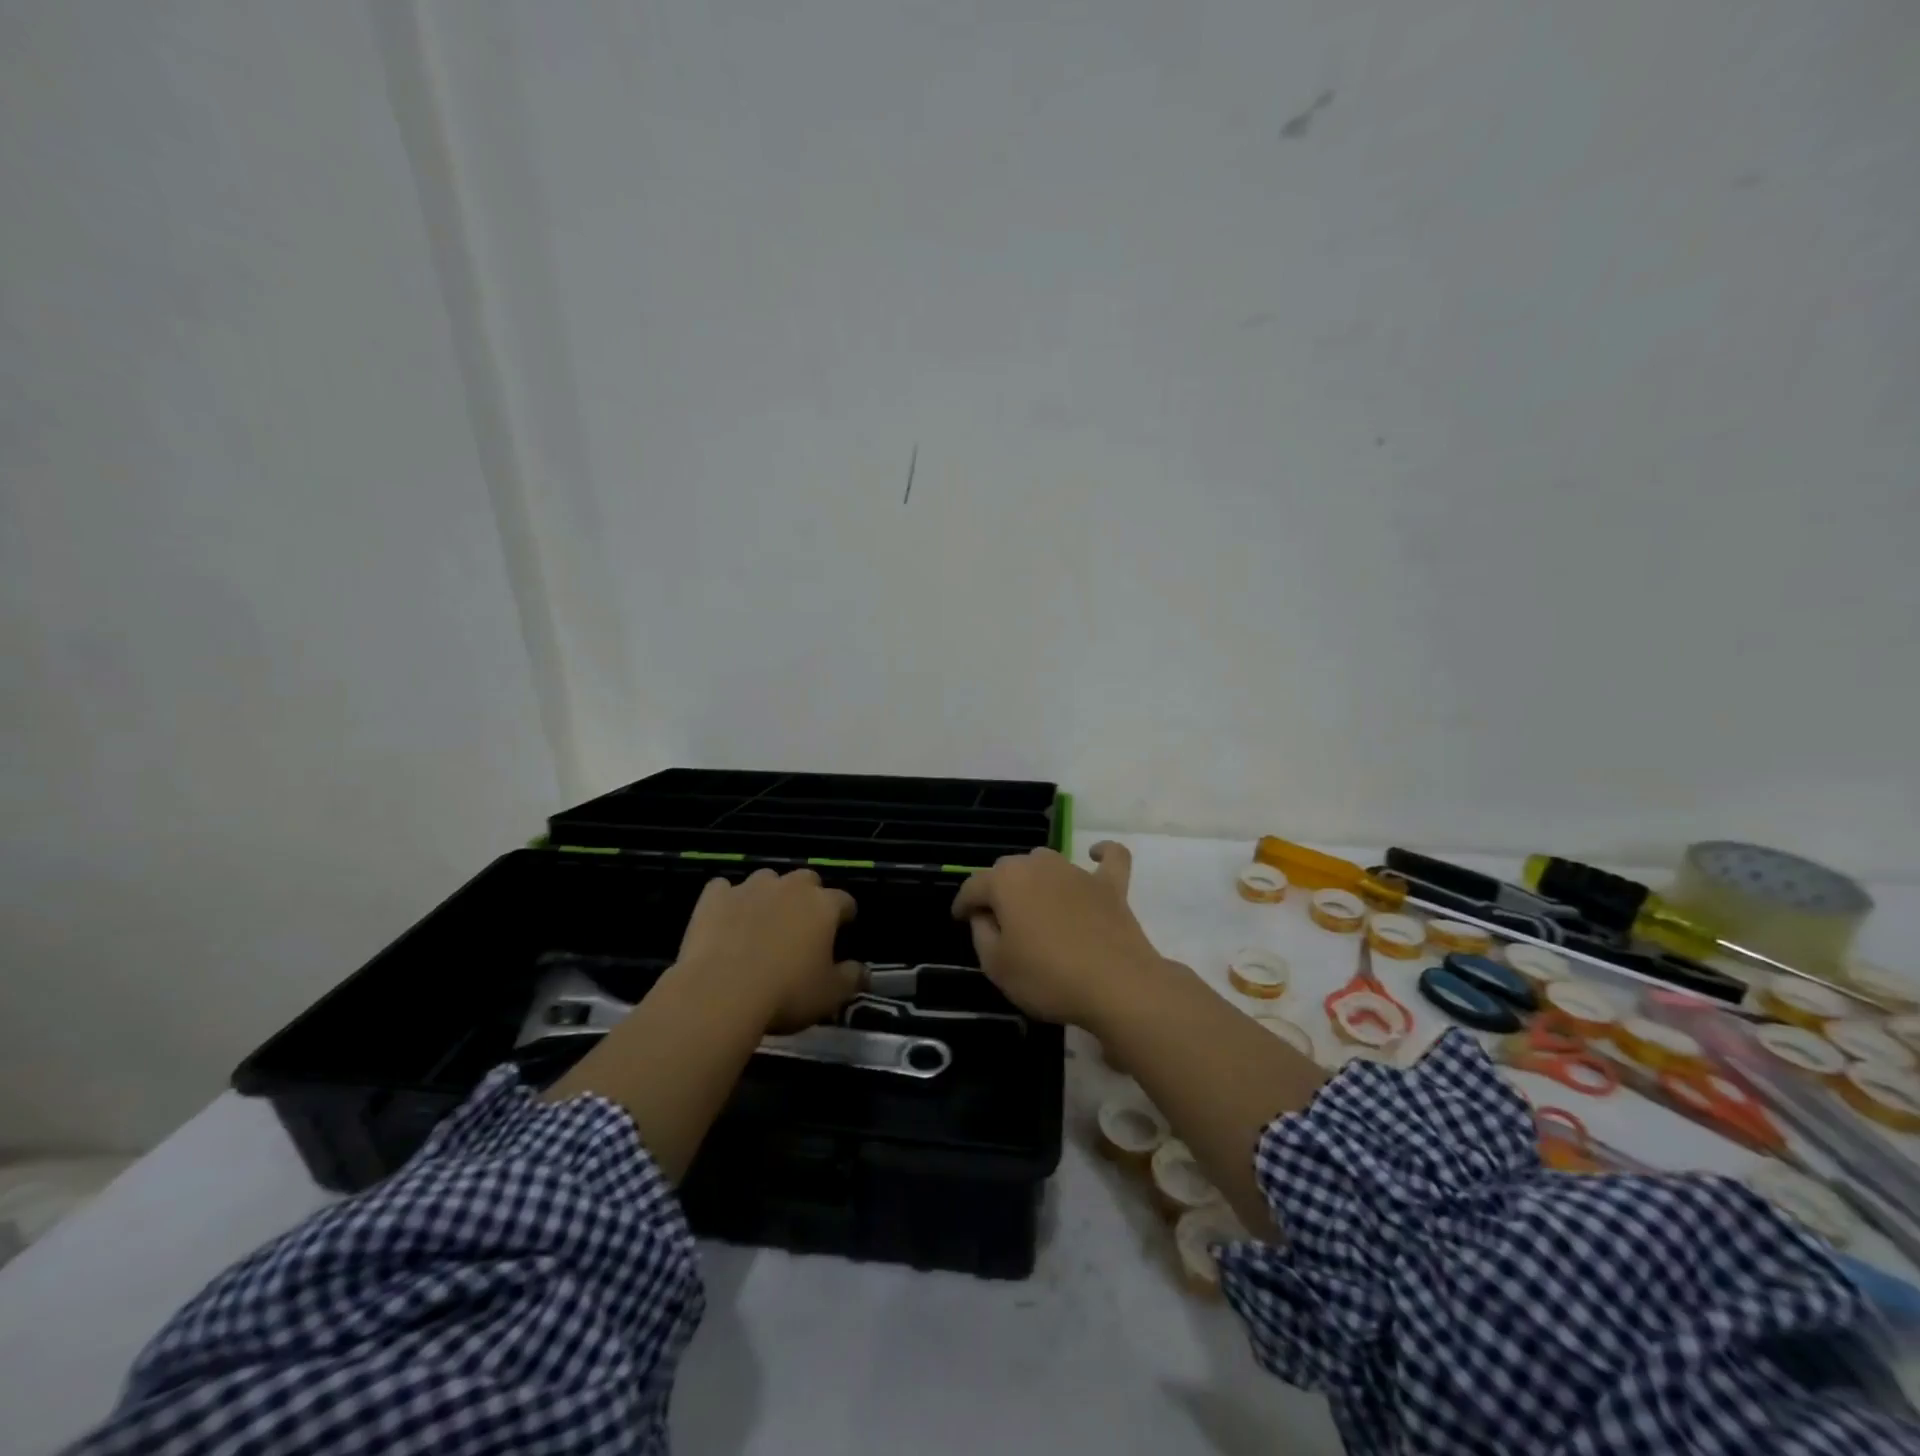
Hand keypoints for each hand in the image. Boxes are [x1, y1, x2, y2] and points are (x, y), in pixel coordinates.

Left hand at [675, 869, 862, 1031]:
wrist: (720, 993)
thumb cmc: (786, 993)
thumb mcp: (830, 995)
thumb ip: (851, 978)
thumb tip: (863, 971)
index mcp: (824, 906)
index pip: (845, 901)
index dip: (845, 916)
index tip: (842, 930)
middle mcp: (790, 887)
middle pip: (807, 880)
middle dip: (808, 896)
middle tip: (801, 925)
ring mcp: (750, 887)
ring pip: (767, 879)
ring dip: (769, 894)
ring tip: (762, 921)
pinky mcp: (715, 896)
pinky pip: (724, 888)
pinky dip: (728, 900)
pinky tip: (725, 919)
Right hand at [950, 842, 1163, 1027]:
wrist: (1116, 985)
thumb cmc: (1047, 977)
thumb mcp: (996, 966)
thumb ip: (981, 933)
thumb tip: (984, 916)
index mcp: (1006, 881)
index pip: (973, 886)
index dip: (963, 904)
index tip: (959, 920)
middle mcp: (1039, 865)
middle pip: (1008, 870)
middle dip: (998, 890)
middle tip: (998, 922)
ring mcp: (1076, 872)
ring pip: (1046, 863)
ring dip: (1035, 879)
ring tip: (1034, 906)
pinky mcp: (1110, 885)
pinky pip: (1109, 859)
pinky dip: (1102, 854)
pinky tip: (1095, 855)